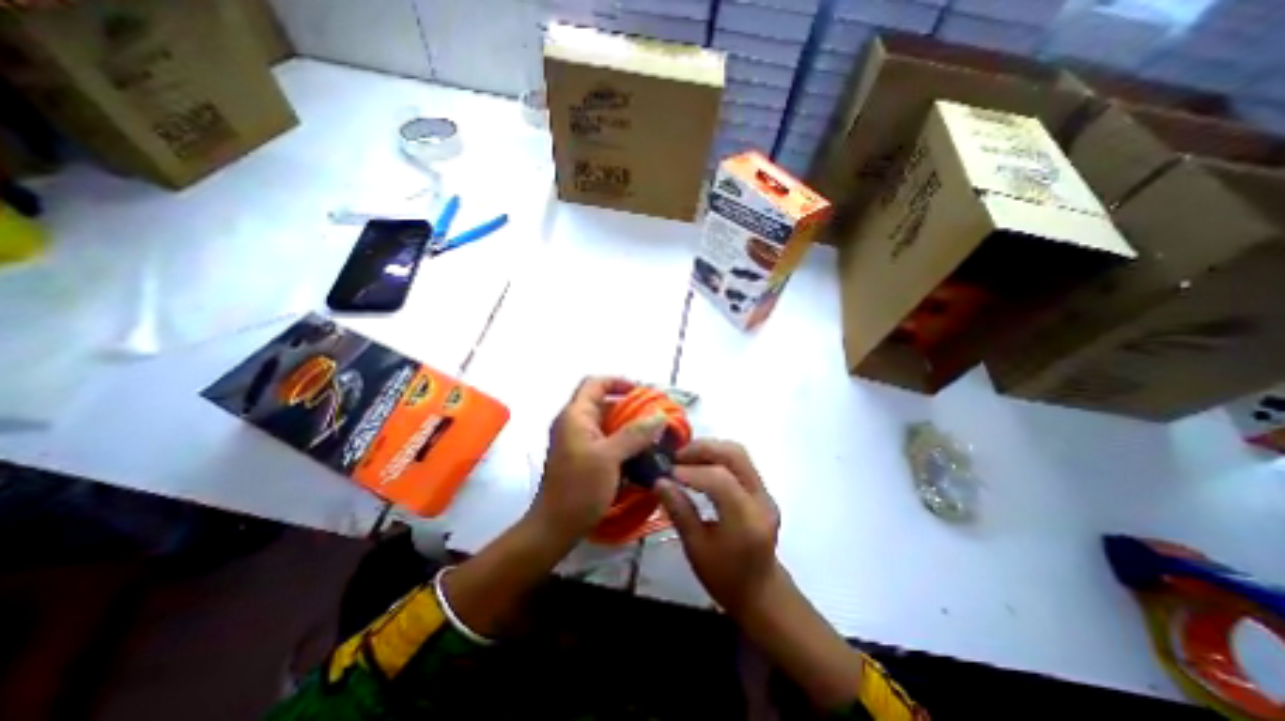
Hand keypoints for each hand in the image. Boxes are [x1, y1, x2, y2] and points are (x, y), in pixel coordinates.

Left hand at [532, 381, 672, 544]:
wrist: (554, 528)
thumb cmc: (579, 489)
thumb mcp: (609, 458)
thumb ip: (635, 434)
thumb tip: (659, 416)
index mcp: (575, 415)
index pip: (596, 383)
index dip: (619, 382)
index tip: (643, 393)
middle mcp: (574, 423)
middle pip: (604, 402)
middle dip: (630, 406)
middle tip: (656, 416)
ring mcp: (578, 441)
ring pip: (607, 423)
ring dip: (629, 425)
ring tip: (654, 434)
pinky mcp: (583, 457)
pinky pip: (606, 440)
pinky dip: (623, 441)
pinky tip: (641, 452)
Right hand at [655, 442, 782, 616]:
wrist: (761, 592)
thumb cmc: (725, 578)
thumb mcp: (696, 549)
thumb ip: (680, 511)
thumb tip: (659, 481)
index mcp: (747, 520)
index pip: (720, 480)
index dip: (691, 471)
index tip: (667, 472)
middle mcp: (761, 499)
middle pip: (734, 456)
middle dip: (702, 449)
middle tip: (675, 456)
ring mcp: (765, 493)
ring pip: (739, 454)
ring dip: (710, 449)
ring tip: (684, 458)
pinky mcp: (762, 490)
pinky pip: (740, 462)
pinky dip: (717, 457)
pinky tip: (699, 465)